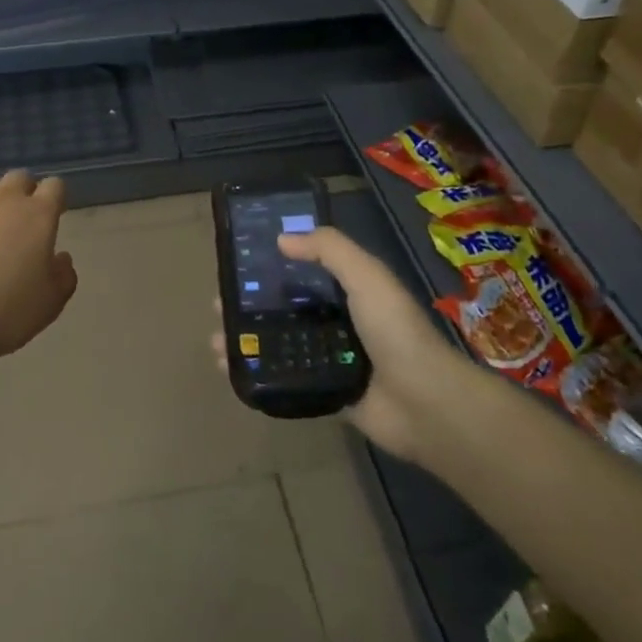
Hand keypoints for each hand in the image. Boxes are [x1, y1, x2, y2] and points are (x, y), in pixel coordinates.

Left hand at [0, 170, 77, 369]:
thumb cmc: (5, 312)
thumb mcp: (51, 303)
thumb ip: (64, 275)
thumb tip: (61, 258)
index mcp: (39, 215)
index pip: (55, 186)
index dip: (55, 198)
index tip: (53, 216)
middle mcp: (5, 199)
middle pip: (19, 178)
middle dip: (23, 192)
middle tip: (20, 221)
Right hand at [213, 225, 452, 460]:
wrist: (425, 403)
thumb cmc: (395, 331)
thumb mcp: (366, 276)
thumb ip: (329, 249)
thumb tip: (282, 238)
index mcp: (351, 290)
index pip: (306, 270)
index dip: (274, 264)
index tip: (241, 262)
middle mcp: (340, 321)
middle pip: (287, 307)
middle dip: (252, 304)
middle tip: (219, 304)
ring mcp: (332, 358)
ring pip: (282, 343)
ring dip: (249, 339)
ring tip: (216, 339)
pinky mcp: (326, 391)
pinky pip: (286, 378)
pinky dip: (258, 372)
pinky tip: (230, 369)